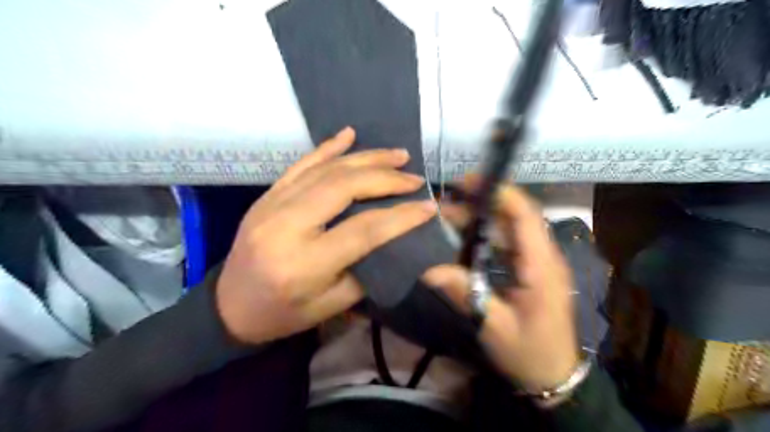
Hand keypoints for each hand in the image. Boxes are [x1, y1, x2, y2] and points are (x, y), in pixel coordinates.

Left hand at [215, 127, 437, 342]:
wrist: (228, 307)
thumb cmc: (282, 314)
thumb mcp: (329, 306)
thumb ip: (364, 271)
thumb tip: (394, 238)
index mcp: (304, 263)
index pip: (364, 230)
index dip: (402, 216)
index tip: (428, 206)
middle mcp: (286, 226)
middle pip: (344, 188)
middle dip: (386, 178)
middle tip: (414, 177)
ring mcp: (272, 205)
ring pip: (326, 170)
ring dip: (366, 158)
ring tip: (397, 154)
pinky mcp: (267, 196)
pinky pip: (301, 165)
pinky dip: (328, 147)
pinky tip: (349, 134)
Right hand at [427, 175, 576, 391]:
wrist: (555, 376)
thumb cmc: (529, 352)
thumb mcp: (495, 327)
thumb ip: (465, 294)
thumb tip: (430, 271)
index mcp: (541, 267)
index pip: (525, 216)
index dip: (501, 193)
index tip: (470, 181)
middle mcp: (544, 257)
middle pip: (517, 216)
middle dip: (485, 201)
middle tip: (450, 196)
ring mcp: (539, 262)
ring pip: (512, 227)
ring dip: (484, 216)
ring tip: (451, 212)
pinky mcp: (532, 270)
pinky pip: (510, 242)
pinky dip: (488, 233)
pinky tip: (466, 235)